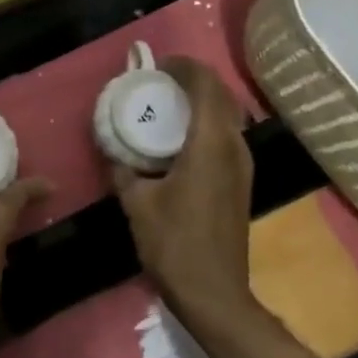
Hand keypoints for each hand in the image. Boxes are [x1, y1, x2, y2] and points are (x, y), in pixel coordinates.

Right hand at [110, 58, 260, 340]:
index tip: (158, 65)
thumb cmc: (173, 244)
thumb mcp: (136, 203)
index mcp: (210, 146)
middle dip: (194, 81)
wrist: (214, 293)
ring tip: (169, 104)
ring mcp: (243, 167)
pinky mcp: (241, 183)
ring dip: (203, 102)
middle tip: (161, 81)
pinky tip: (181, 138)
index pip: (206, 87)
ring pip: (228, 117)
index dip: (184, 68)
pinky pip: (227, 137)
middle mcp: (234, 149)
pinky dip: (207, 124)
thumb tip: (115, 153)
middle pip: (222, 97)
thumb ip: (124, 171)